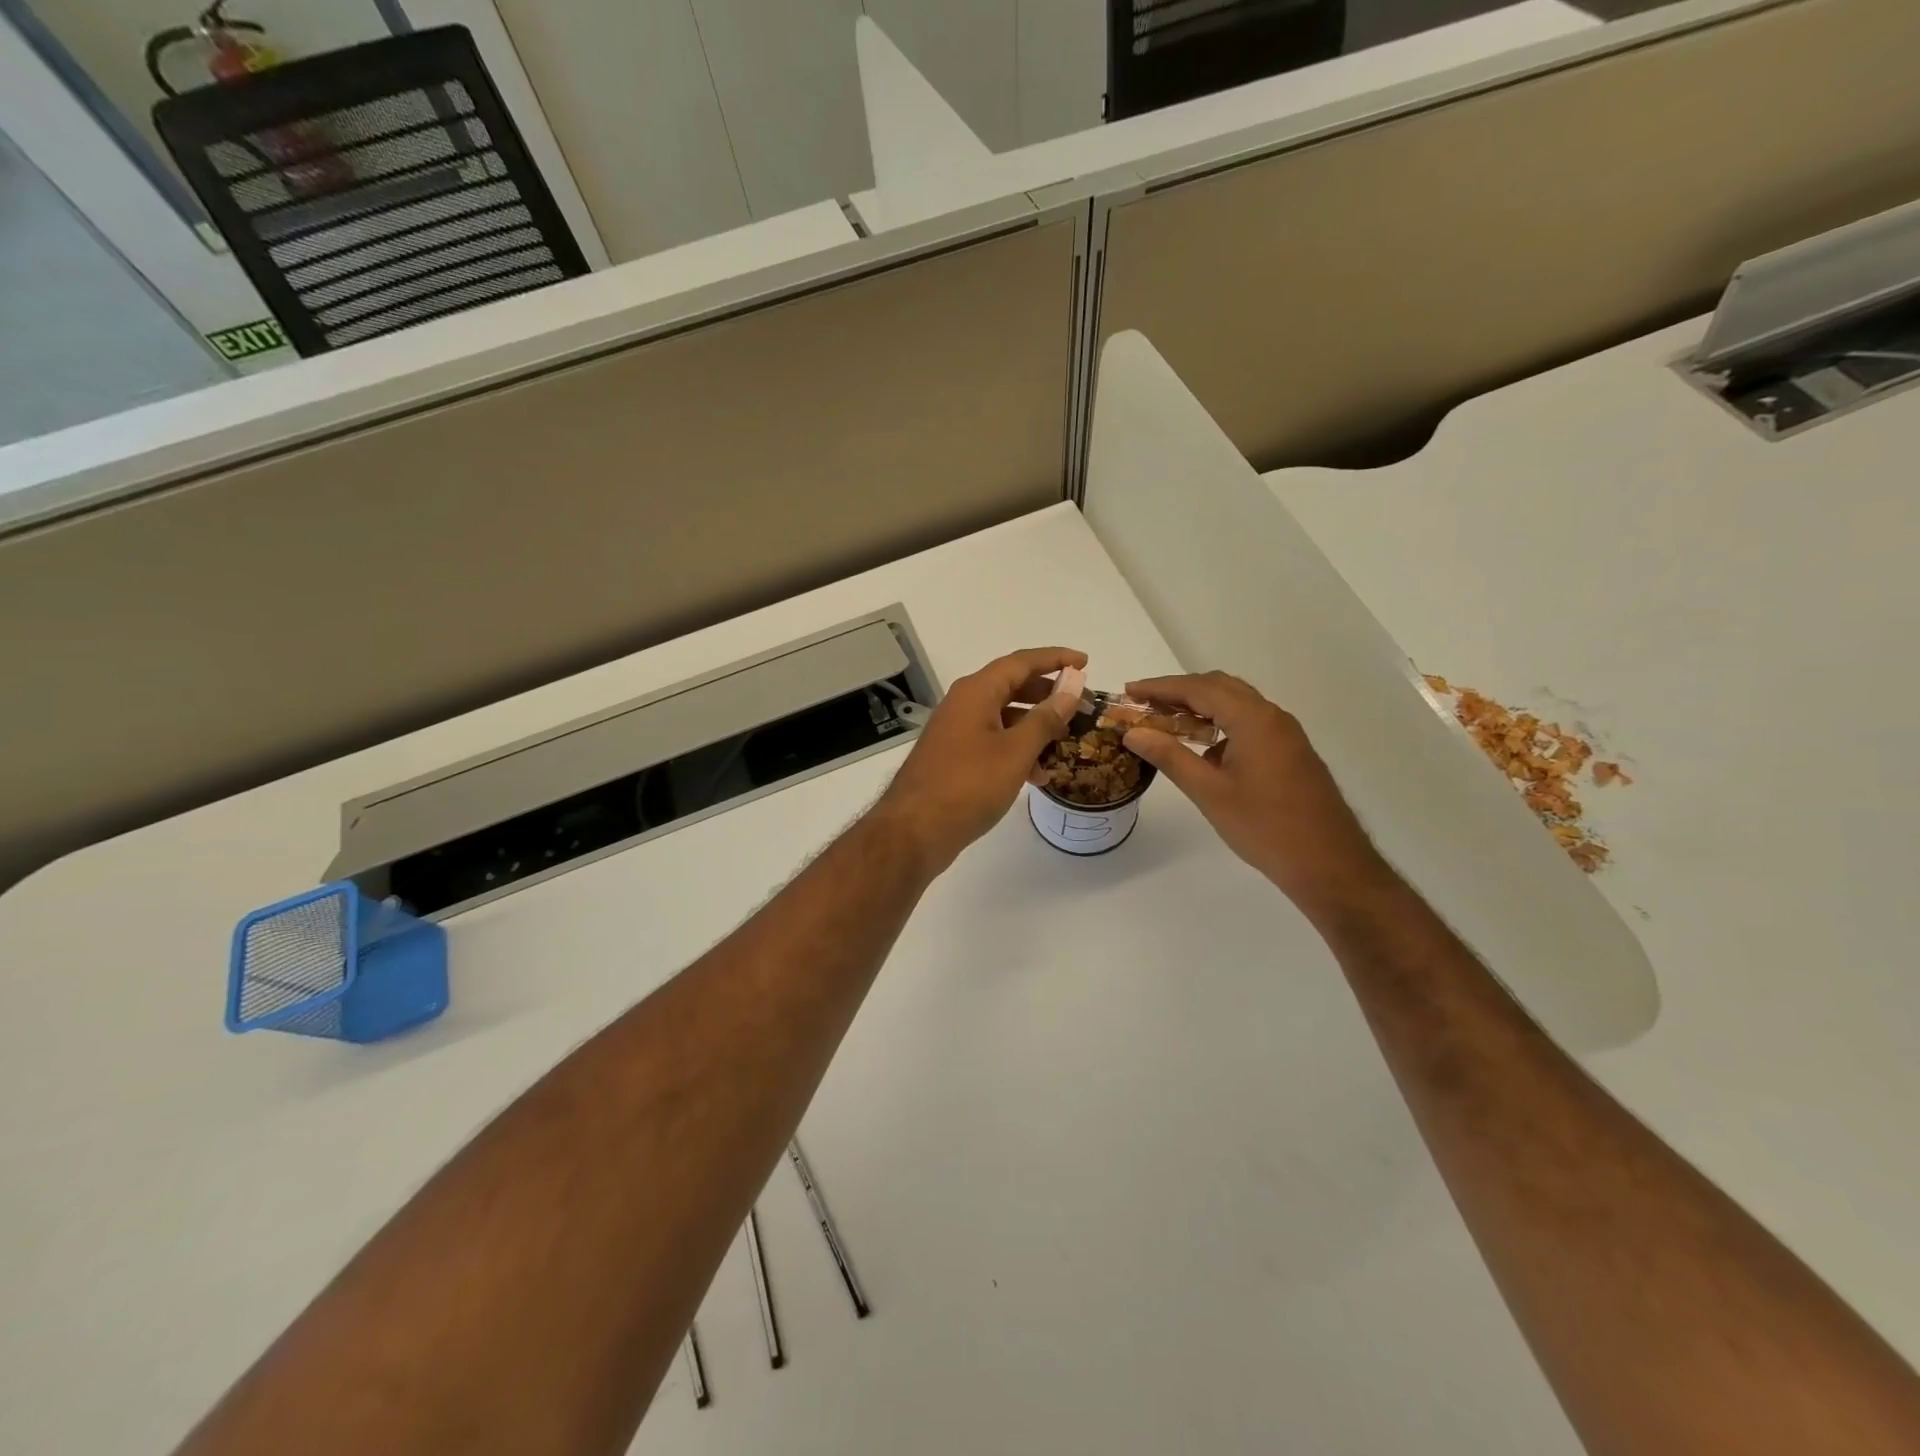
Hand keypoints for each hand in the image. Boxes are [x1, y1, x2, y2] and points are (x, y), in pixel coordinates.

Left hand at [874, 647, 1086, 873]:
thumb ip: (1046, 716)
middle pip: (1011, 686)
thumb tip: (1072, 684)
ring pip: (1004, 717)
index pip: (1021, 662)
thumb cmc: (968, 785)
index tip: (1085, 662)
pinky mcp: (954, 757)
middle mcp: (964, 704)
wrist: (915, 831)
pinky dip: (1017, 750)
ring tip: (1065, 742)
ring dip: (1035, 727)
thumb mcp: (1015, 751)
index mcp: (976, 692)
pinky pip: (992, 742)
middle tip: (1079, 704)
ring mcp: (956, 731)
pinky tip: (1038, 775)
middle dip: (1047, 694)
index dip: (1055, 659)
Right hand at [1121, 672, 1386, 913]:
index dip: (1160, 687)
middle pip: (1219, 687)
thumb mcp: (1209, 792)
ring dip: (1201, 707)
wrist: (1329, 863)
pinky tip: (1204, 749)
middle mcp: (1272, 717)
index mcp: (1253, 719)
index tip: (1129, 690)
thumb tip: (1133, 732)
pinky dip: (1221, 724)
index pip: (1199, 688)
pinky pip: (1249, 723)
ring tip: (1166, 723)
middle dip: (1180, 691)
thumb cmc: (1265, 827)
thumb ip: (1170, 756)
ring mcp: (1285, 734)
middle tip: (1144, 704)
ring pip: (1236, 704)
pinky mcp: (1290, 752)